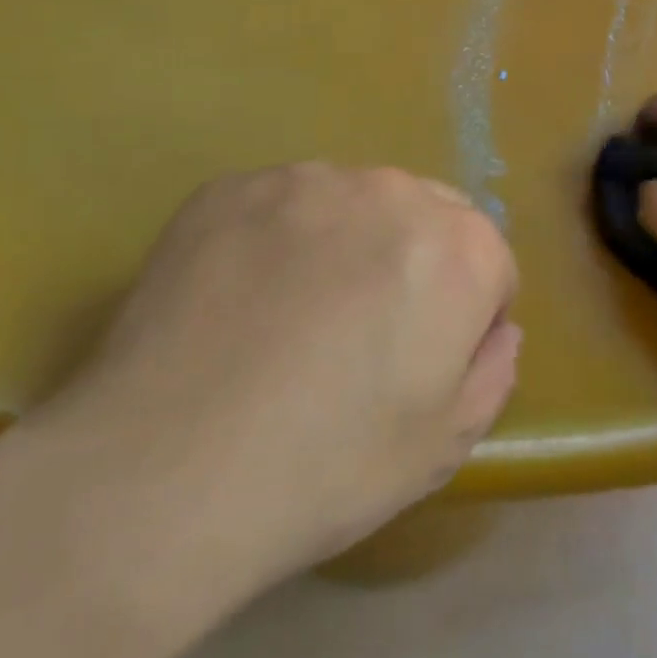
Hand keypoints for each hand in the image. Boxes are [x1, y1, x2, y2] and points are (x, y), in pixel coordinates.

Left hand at [7, 163, 519, 634]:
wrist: (159, 476)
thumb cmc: (325, 468)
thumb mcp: (441, 445)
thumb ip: (492, 372)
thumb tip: (497, 332)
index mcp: (460, 249)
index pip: (490, 264)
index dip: (467, 316)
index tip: (424, 360)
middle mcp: (395, 192)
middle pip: (431, 217)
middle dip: (418, 263)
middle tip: (364, 332)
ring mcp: (309, 181)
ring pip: (357, 203)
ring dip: (350, 243)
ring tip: (296, 315)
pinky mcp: (234, 187)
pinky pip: (284, 204)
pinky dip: (280, 238)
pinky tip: (242, 299)